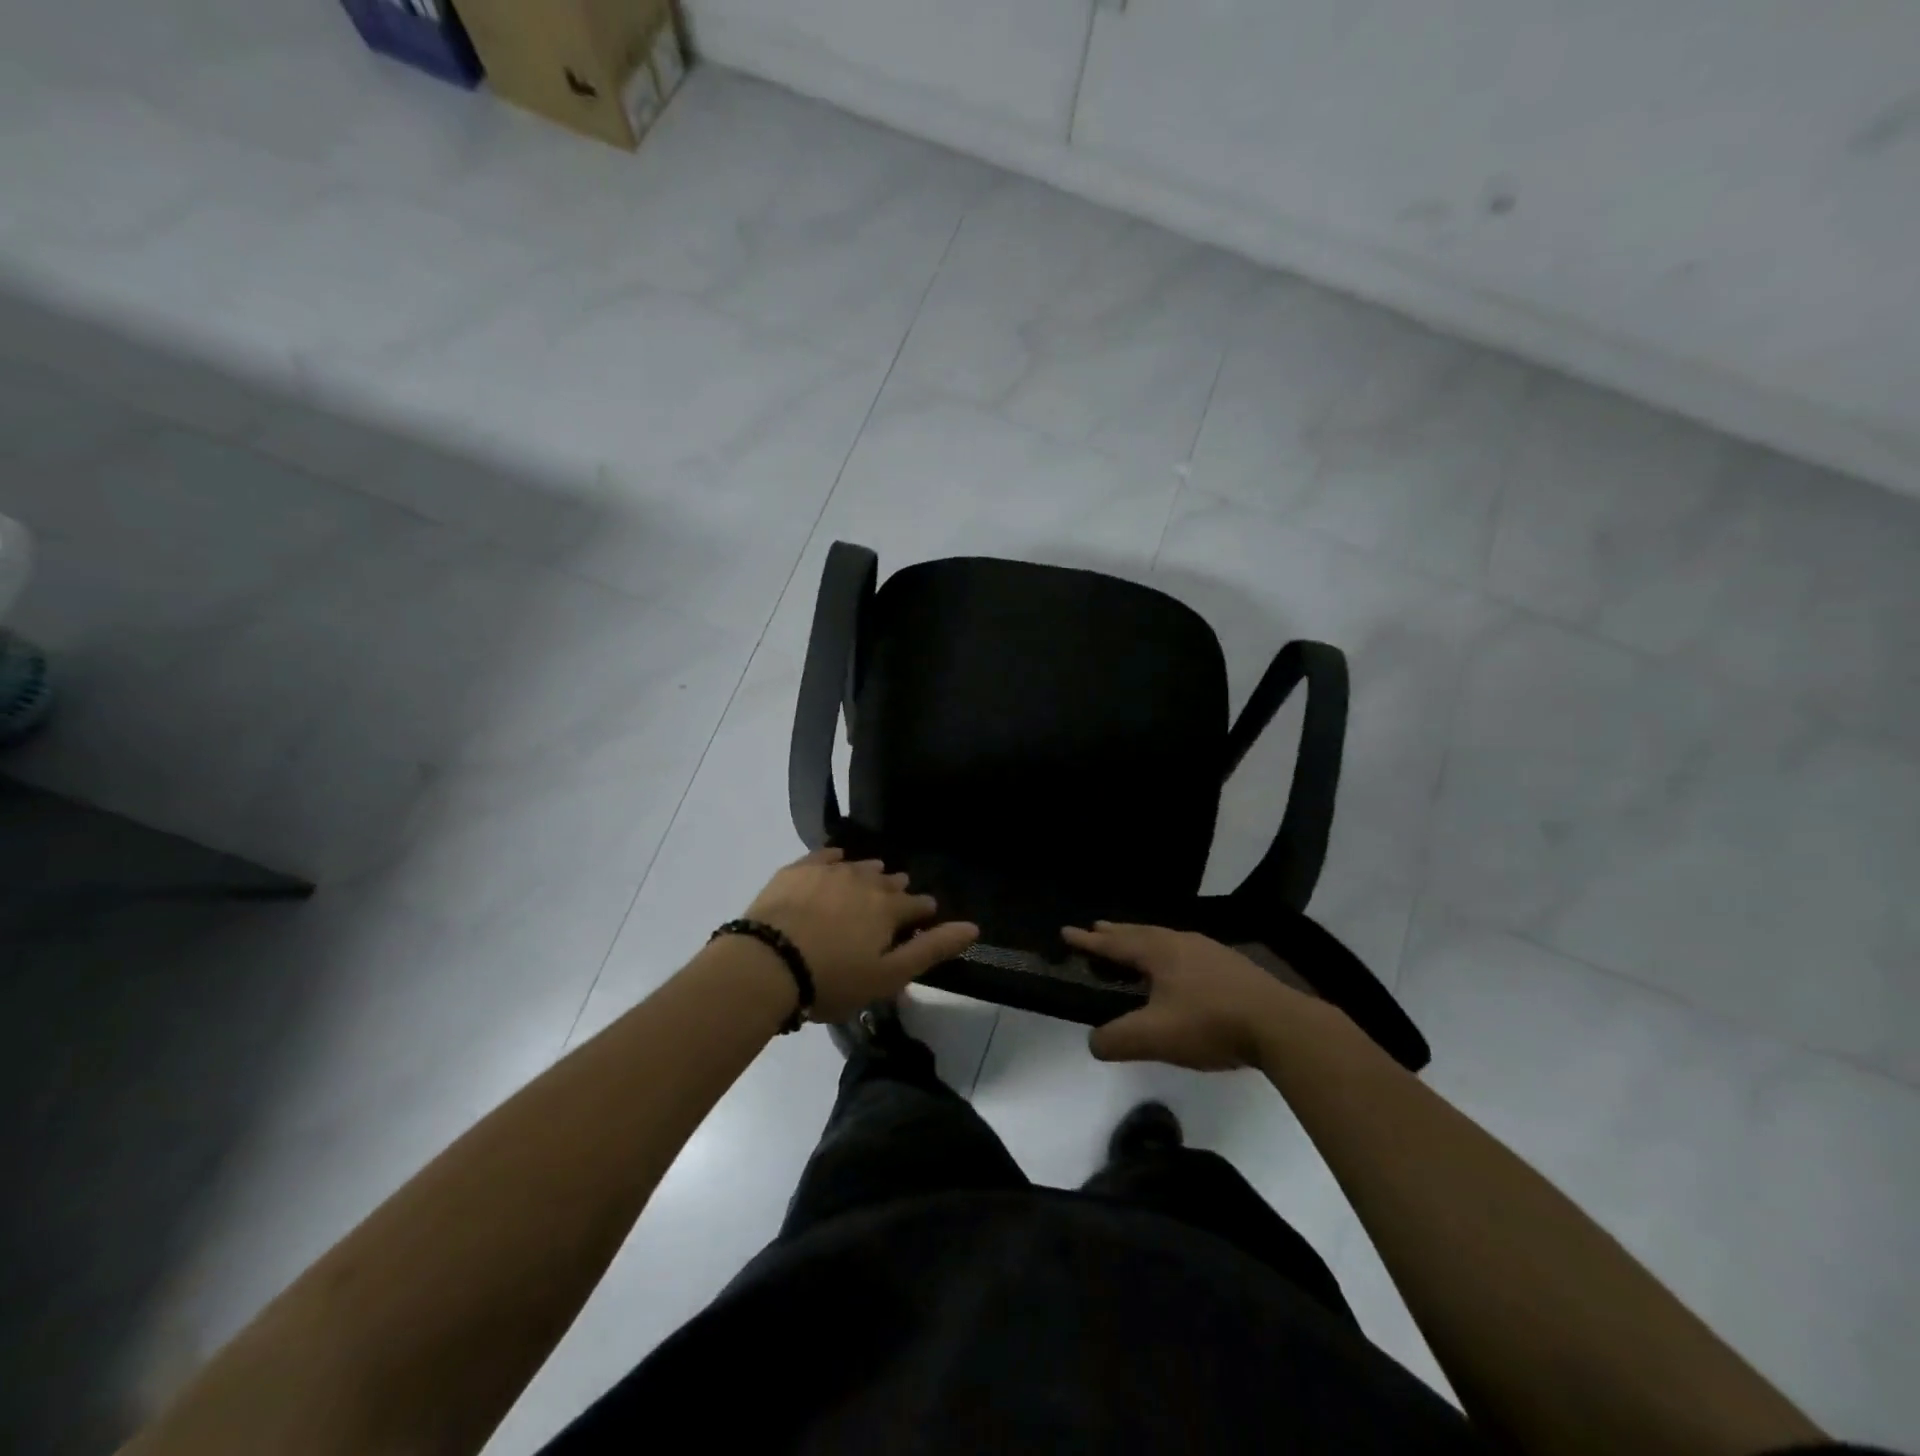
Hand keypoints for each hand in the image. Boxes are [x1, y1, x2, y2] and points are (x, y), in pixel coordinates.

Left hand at [744, 849, 978, 1021]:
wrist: (767, 965)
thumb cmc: (832, 979)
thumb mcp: (888, 976)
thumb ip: (931, 949)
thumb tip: (973, 927)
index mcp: (888, 908)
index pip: (917, 904)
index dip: (924, 912)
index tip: (925, 917)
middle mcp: (864, 881)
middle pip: (889, 882)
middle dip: (896, 891)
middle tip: (893, 904)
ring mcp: (829, 871)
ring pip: (859, 867)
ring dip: (869, 874)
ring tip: (870, 882)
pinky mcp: (798, 870)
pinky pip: (825, 856)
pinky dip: (836, 858)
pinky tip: (837, 861)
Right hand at [1063, 922, 1307, 1070]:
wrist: (1280, 1025)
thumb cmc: (1211, 1024)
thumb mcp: (1156, 1037)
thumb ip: (1118, 1039)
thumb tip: (1093, 1041)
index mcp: (1159, 953)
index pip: (1115, 944)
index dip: (1089, 941)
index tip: (1067, 931)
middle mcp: (1182, 942)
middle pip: (1140, 933)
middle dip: (1116, 933)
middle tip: (1097, 928)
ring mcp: (1210, 951)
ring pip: (1166, 939)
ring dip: (1143, 940)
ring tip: (1135, 944)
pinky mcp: (1232, 966)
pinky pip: (1187, 950)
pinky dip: (1169, 953)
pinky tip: (1180, 967)